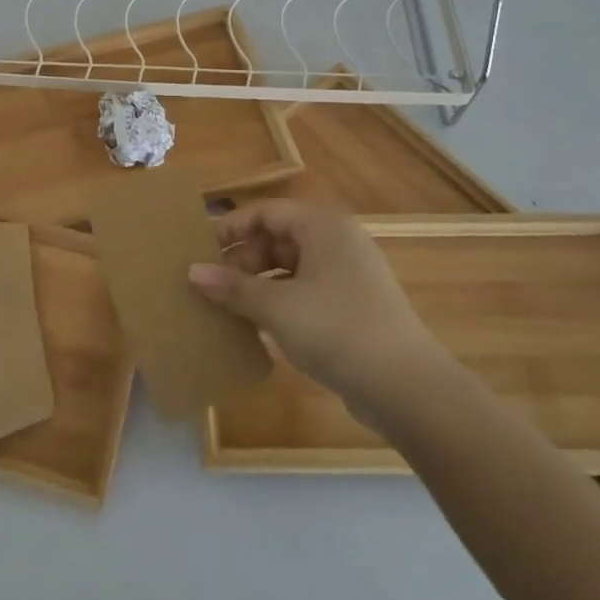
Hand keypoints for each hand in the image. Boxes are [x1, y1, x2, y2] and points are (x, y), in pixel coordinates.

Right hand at [189, 199, 440, 399]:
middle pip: (276, 239)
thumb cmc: (336, 328)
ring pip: (289, 268)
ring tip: (225, 306)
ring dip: (256, 284)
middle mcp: (336, 242)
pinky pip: (304, 292)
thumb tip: (192, 272)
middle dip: (241, 260)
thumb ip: (232, 287)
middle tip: (209, 284)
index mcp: (322, 226)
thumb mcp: (276, 306)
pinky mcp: (352, 307)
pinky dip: (278, 303)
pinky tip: (256, 327)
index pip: (264, 212)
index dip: (229, 228)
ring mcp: (347, 276)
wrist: (406, 387)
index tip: (198, 250)